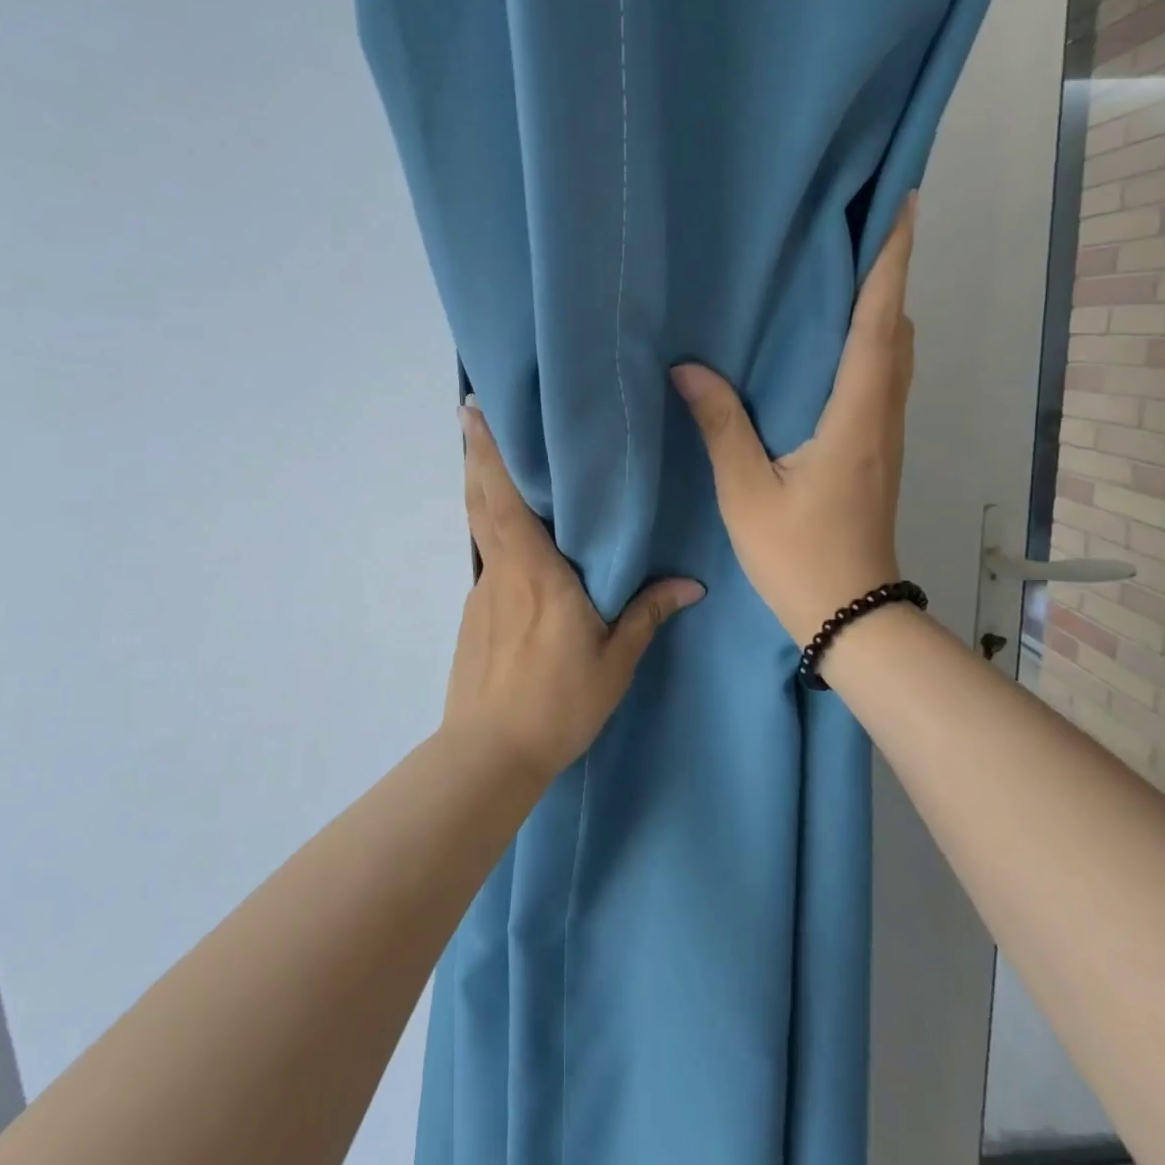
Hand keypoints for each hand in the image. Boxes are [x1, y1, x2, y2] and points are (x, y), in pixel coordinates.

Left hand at [443, 399, 705, 779]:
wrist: (490, 753)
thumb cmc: (558, 703)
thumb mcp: (614, 662)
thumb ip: (647, 615)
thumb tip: (691, 585)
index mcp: (535, 572)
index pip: (505, 499)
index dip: (489, 453)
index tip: (474, 411)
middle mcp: (502, 571)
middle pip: (481, 502)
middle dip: (476, 455)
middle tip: (473, 416)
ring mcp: (482, 593)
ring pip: (481, 529)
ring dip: (482, 491)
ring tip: (493, 464)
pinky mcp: (473, 616)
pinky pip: (487, 560)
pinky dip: (493, 534)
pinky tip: (515, 545)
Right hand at [670, 193, 916, 647]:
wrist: (850, 614)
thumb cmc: (798, 555)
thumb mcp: (746, 493)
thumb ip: (721, 426)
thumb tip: (689, 368)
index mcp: (854, 417)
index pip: (877, 324)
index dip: (890, 262)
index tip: (901, 204)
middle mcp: (881, 416)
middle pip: (896, 330)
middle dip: (887, 275)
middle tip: (861, 229)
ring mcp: (886, 436)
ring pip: (895, 355)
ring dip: (881, 309)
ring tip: (848, 275)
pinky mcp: (878, 452)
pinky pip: (882, 380)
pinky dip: (871, 345)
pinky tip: (836, 346)